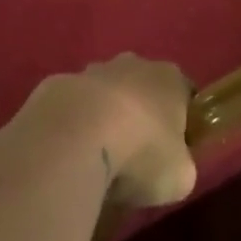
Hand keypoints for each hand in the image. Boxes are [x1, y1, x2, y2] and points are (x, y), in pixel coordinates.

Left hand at [29, 55, 197, 209]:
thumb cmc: (141, 153)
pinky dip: (72, 127)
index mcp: (169, 79)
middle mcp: (132, 65)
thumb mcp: (180, 176)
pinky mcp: (56, 85)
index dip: (182, 123)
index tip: (174, 152)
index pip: (184, 95)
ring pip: (104, 95)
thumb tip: (171, 166)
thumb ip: (180, 165)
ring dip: (103, 119)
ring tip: (97, 160)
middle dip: (140, 117)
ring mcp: (91, 72)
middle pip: (142, 89)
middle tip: (135, 158)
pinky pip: (72, 108)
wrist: (74, 137)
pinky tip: (69, 155)